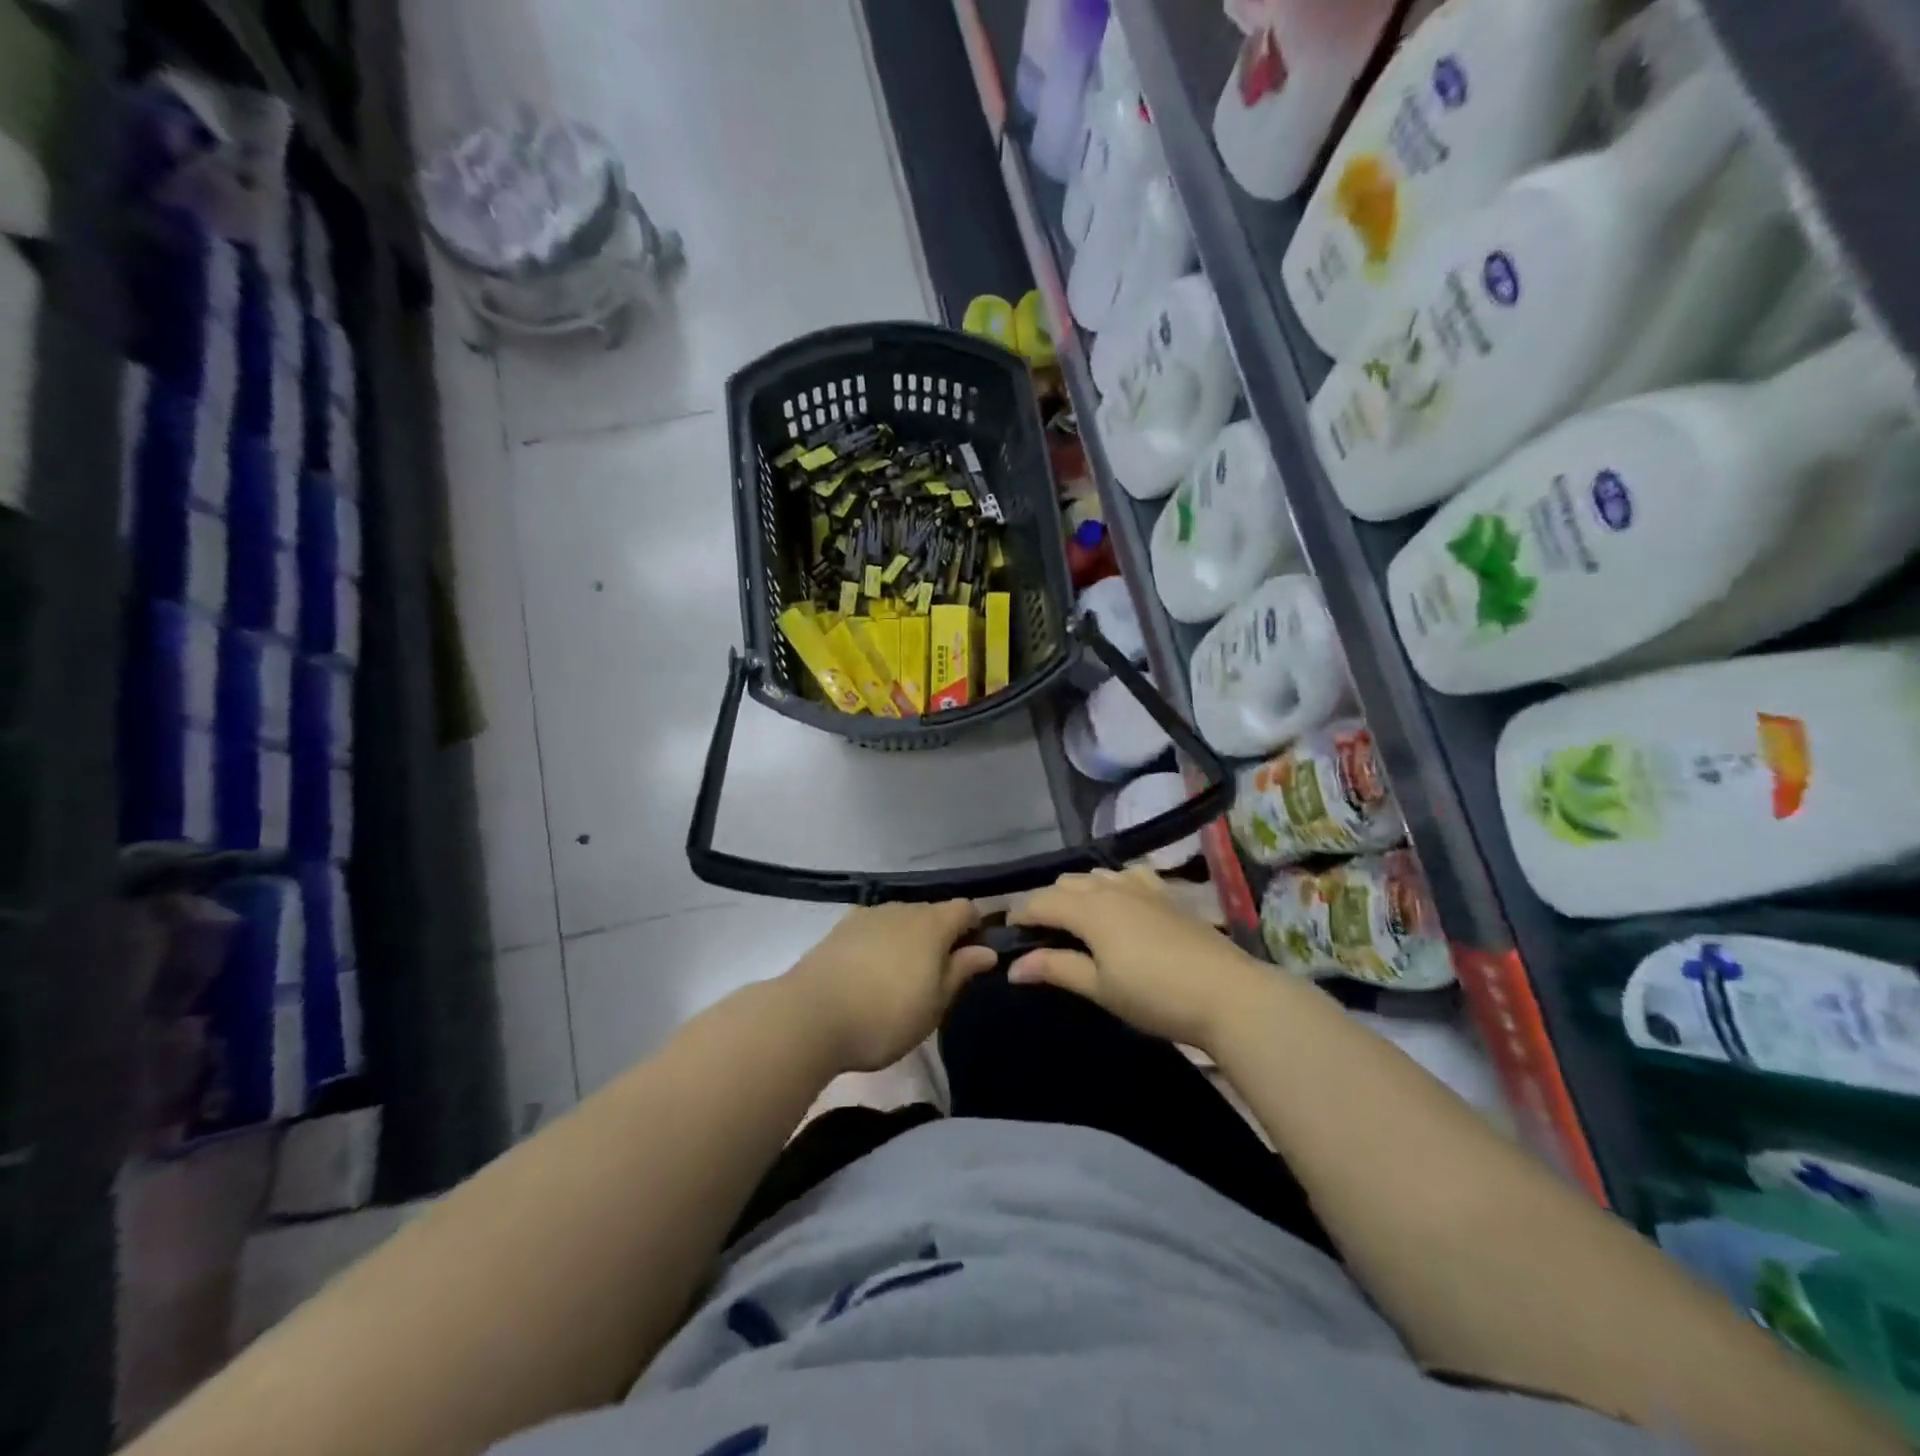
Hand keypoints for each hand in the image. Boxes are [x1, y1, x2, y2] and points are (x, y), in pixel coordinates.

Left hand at [785, 901, 997, 1072]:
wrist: (809, 1016)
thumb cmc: (885, 1016)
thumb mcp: (934, 1004)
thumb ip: (960, 971)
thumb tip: (986, 950)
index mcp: (932, 924)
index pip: (966, 909)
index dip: (976, 927)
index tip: (974, 956)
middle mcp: (902, 908)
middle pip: (932, 913)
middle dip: (941, 936)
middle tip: (938, 976)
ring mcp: (868, 915)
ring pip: (901, 919)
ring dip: (908, 940)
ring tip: (901, 977)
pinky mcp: (840, 928)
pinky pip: (874, 928)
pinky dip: (881, 943)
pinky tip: (870, 971)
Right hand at [1008, 867, 1267, 1051]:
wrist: (1227, 993)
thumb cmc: (1155, 995)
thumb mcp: (1100, 988)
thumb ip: (1055, 969)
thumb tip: (1013, 966)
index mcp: (1088, 909)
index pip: (1039, 901)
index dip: (1019, 915)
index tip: (1007, 935)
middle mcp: (1110, 887)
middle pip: (1064, 883)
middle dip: (1046, 903)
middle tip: (1041, 937)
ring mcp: (1141, 886)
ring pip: (1094, 875)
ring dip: (1076, 892)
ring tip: (1076, 922)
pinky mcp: (1166, 893)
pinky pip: (1127, 875)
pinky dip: (1110, 884)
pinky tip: (1118, 903)